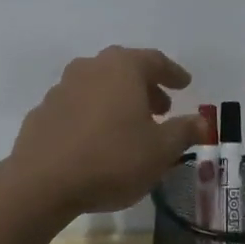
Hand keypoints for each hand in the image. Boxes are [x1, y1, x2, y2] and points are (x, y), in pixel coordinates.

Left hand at [10, 46, 204, 214]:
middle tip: (161, 108)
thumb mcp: (161, 150)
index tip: (185, 85)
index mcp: (122, 68)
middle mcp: (90, 68)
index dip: (173, 73)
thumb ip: (184, 131)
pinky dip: (92, 115)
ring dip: (117, 100)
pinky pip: (77, 106)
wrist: (42, 182)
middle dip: (145, 87)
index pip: (154, 61)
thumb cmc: (112, 159)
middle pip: (124, 70)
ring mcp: (61, 88)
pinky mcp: (42, 112)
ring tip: (130, 126)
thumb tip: (202, 121)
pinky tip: (97, 140)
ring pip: (98, 86)